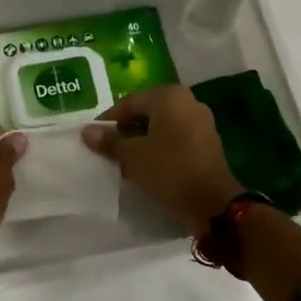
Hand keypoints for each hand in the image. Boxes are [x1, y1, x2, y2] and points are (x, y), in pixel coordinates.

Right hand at [83, 85, 243, 236]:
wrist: (213, 203)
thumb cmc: (170, 170)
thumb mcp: (133, 156)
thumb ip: (109, 142)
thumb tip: (87, 131)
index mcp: (170, 96)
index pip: (130, 102)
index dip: (109, 120)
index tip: (94, 136)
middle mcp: (189, 102)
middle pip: (147, 112)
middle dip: (127, 129)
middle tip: (108, 147)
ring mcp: (202, 122)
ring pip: (162, 126)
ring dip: (143, 139)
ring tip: (125, 158)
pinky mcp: (208, 142)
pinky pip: (176, 138)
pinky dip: (161, 147)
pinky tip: (148, 164)